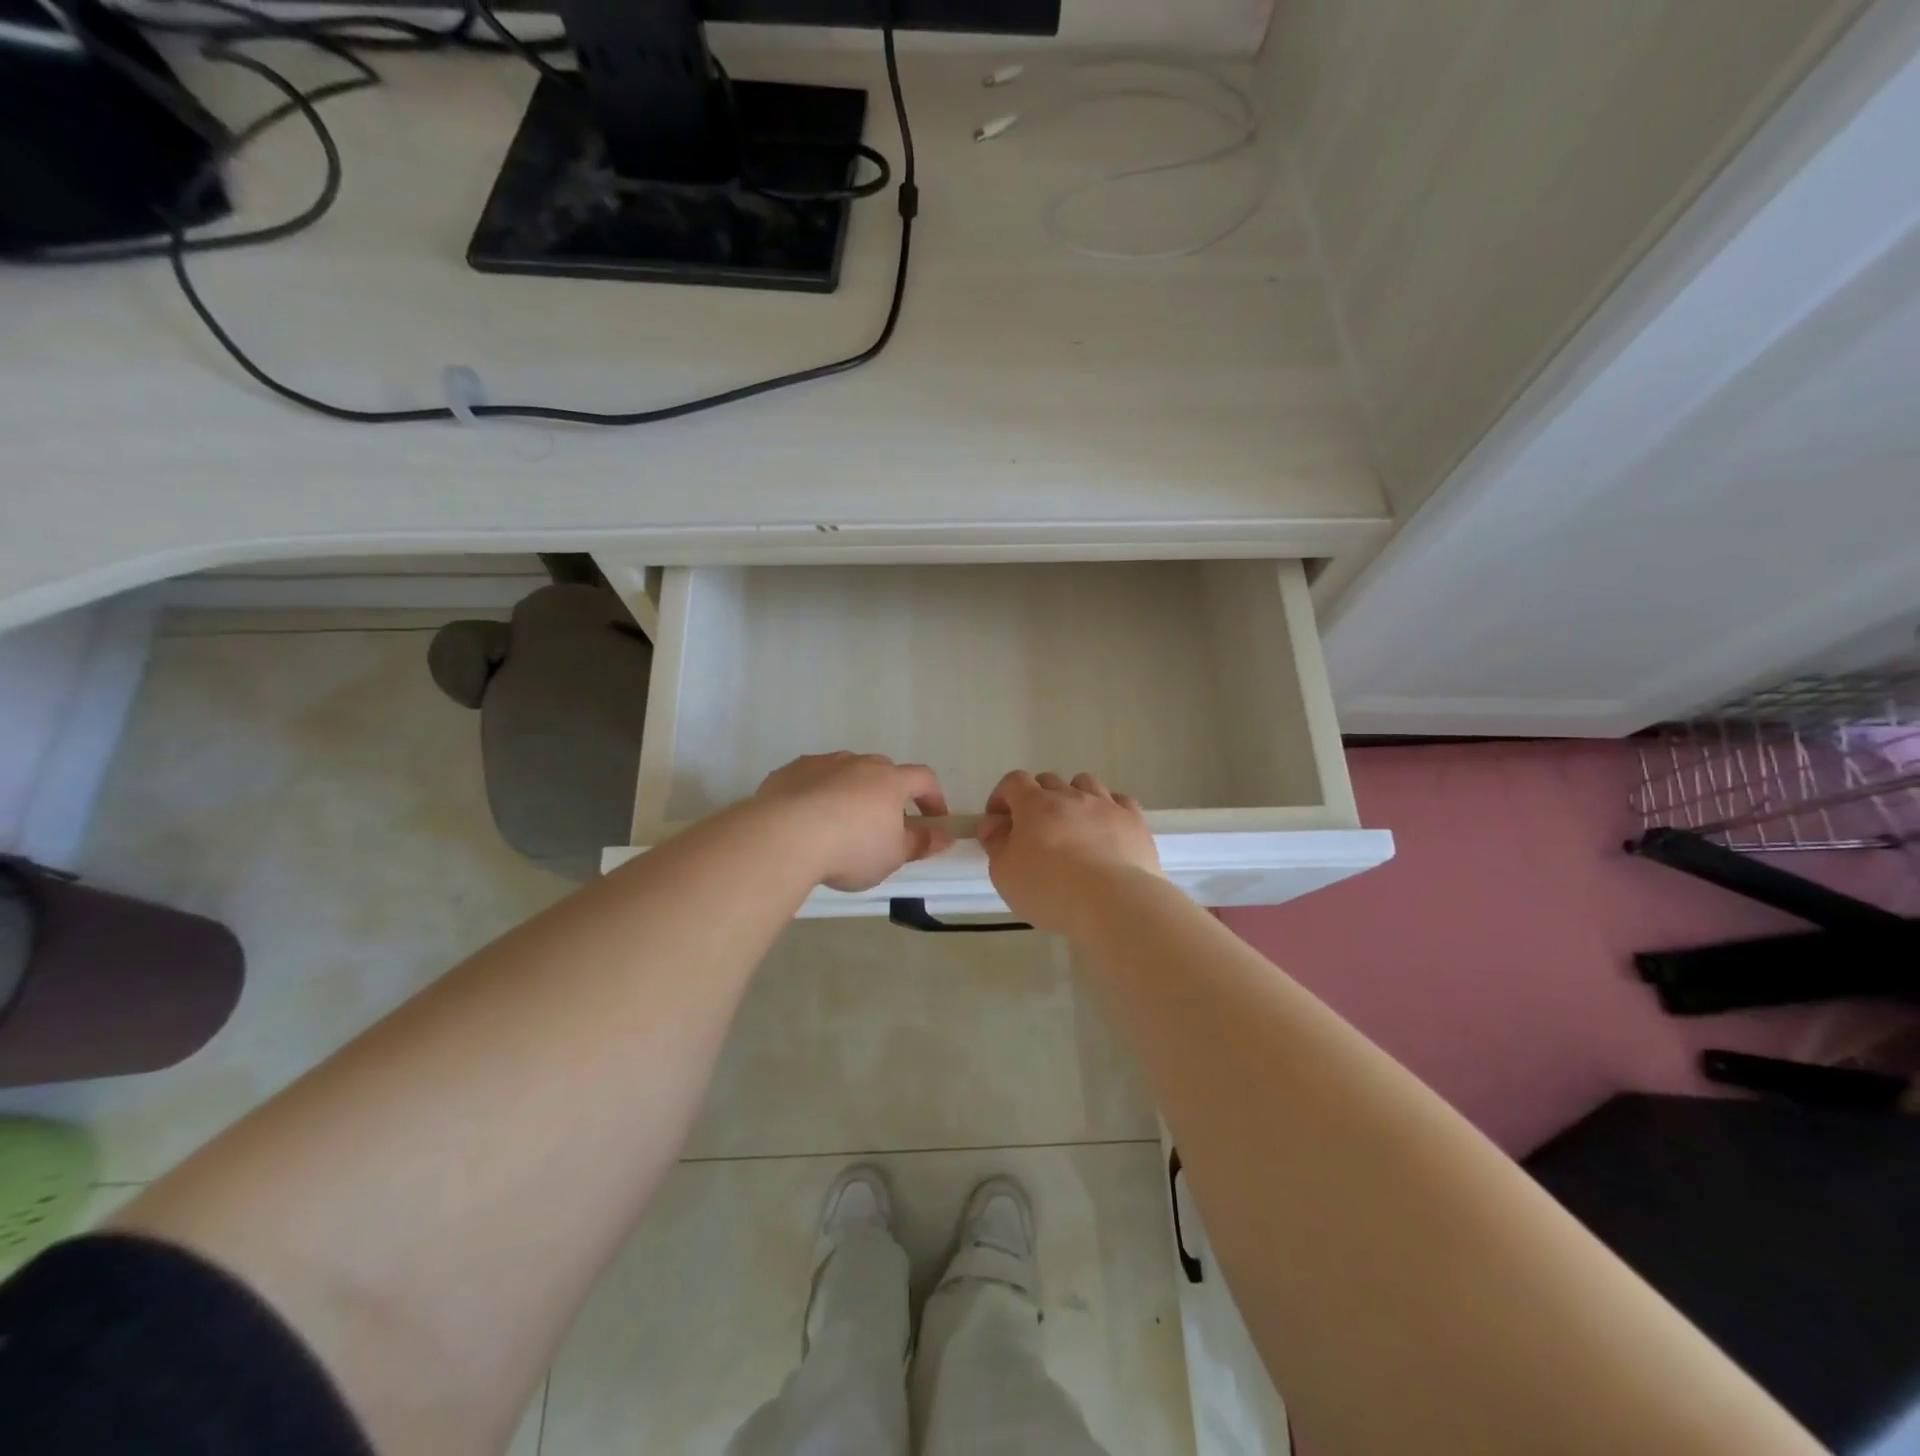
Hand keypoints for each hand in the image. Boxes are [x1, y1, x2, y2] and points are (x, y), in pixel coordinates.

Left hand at [754, 753, 954, 891]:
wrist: (784, 837)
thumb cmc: (851, 849)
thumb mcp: (892, 855)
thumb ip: (920, 843)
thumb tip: (943, 835)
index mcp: (889, 780)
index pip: (923, 779)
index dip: (933, 798)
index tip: (933, 822)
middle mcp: (858, 763)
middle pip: (881, 772)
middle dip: (887, 795)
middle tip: (881, 827)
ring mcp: (821, 763)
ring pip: (844, 774)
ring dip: (849, 793)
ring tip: (839, 827)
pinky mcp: (789, 772)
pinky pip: (811, 780)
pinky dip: (816, 795)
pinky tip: (806, 822)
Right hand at [979, 771, 1161, 936]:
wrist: (1114, 903)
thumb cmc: (1050, 889)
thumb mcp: (1004, 873)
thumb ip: (995, 843)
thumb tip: (993, 824)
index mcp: (1035, 804)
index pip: (1013, 782)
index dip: (1002, 797)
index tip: (999, 822)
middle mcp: (1071, 796)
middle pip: (1049, 781)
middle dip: (1036, 799)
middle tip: (1034, 830)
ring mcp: (1106, 805)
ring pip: (1085, 784)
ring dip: (1074, 797)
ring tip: (1072, 826)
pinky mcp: (1134, 821)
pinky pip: (1119, 801)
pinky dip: (1108, 809)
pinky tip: (1106, 830)